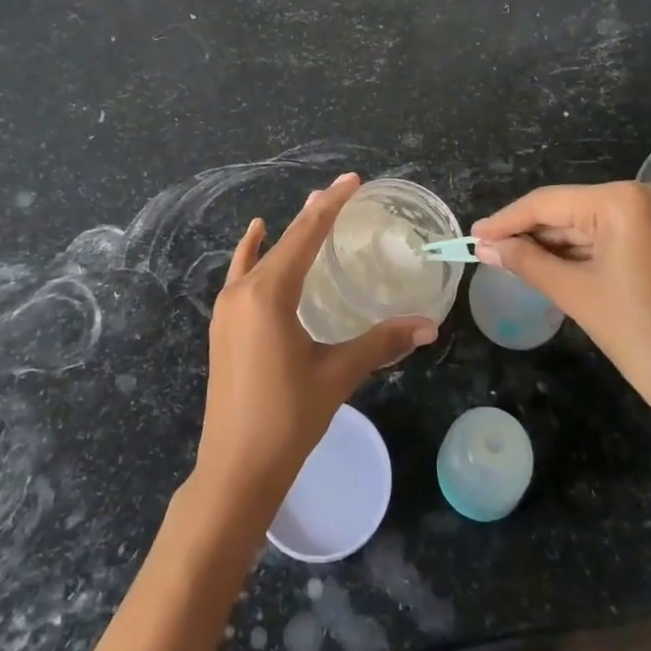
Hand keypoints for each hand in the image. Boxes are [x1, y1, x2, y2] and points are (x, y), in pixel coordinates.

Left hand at [191, 173, 436, 516]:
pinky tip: (255, 236)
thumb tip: (428, 325)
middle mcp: (243, 291)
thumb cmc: (288, 418)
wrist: (235, 470)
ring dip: (288, 233)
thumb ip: (380, 342)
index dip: (331, 206)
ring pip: (262, 256)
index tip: (351, 180)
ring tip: (311, 209)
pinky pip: (241, 274)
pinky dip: (252, 251)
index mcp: (269, 294)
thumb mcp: (337, 374)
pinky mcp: (222, 325)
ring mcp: (227, 308)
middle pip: (284, 241)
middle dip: (314, 215)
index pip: (305, 236)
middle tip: (341, 191)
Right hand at [472, 181, 650, 431]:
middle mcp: (647, 193)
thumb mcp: (575, 294)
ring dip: (554, 242)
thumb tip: (486, 246)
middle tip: (489, 250)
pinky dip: (582, 249)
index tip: (473, 235)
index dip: (507, 220)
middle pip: (570, 209)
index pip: (549, 203)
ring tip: (509, 258)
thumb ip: (526, 261)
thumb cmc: (641, 337)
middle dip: (530, 233)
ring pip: (590, 222)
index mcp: (624, 201)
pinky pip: (612, 233)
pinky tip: (548, 262)